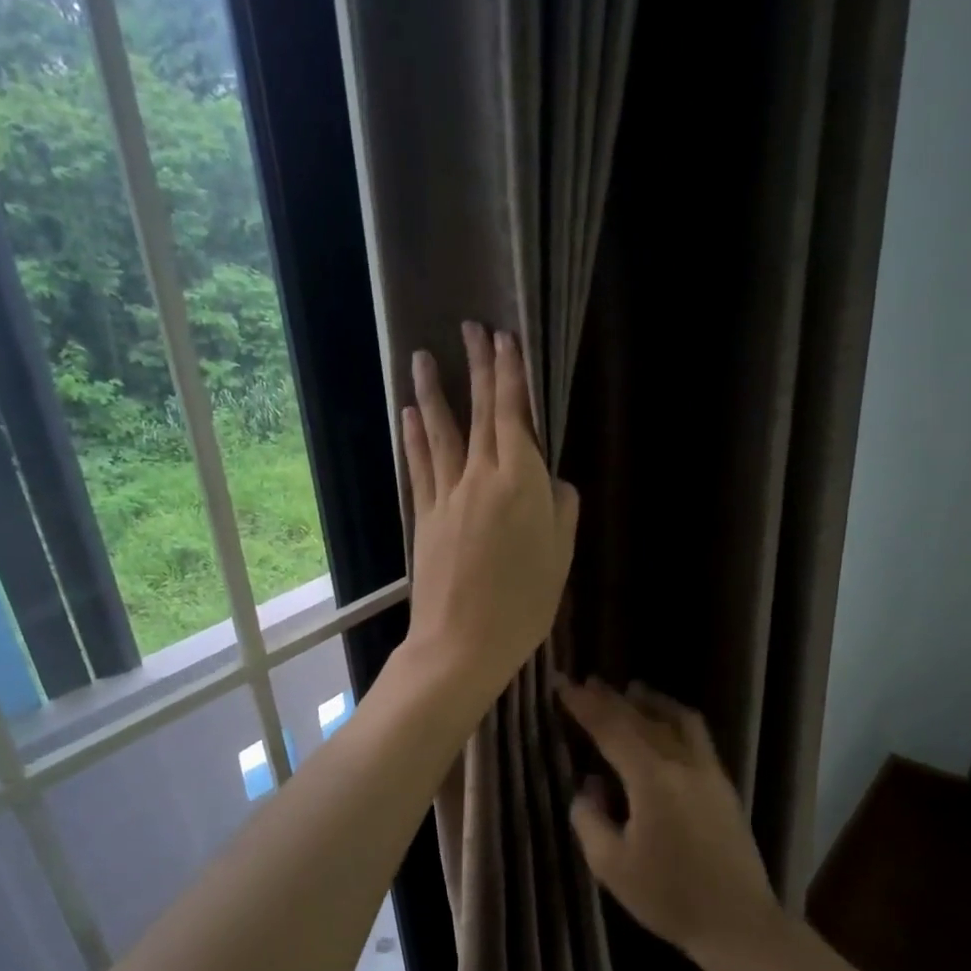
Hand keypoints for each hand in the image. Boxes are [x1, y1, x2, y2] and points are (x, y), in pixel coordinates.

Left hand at [398, 323, 579, 708]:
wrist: (462, 643)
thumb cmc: (523, 604)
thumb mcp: (560, 557)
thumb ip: (561, 508)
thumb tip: (551, 479)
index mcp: (522, 483)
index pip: (514, 415)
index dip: (511, 375)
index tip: (506, 339)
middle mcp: (481, 477)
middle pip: (479, 413)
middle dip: (478, 367)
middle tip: (471, 327)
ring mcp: (447, 494)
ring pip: (441, 432)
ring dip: (434, 391)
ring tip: (422, 357)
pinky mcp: (424, 515)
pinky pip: (420, 465)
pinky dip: (415, 436)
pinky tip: (410, 414)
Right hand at [557, 678, 783, 964]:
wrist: (738, 922)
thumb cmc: (669, 897)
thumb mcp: (611, 866)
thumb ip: (590, 819)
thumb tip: (589, 788)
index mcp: (652, 779)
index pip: (611, 729)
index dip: (584, 705)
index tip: (563, 684)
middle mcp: (682, 763)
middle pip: (642, 718)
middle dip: (611, 698)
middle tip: (587, 681)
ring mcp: (709, 771)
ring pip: (677, 719)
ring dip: (650, 701)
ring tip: (630, 690)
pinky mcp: (723, 784)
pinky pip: (696, 735)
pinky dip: (674, 718)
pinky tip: (666, 724)